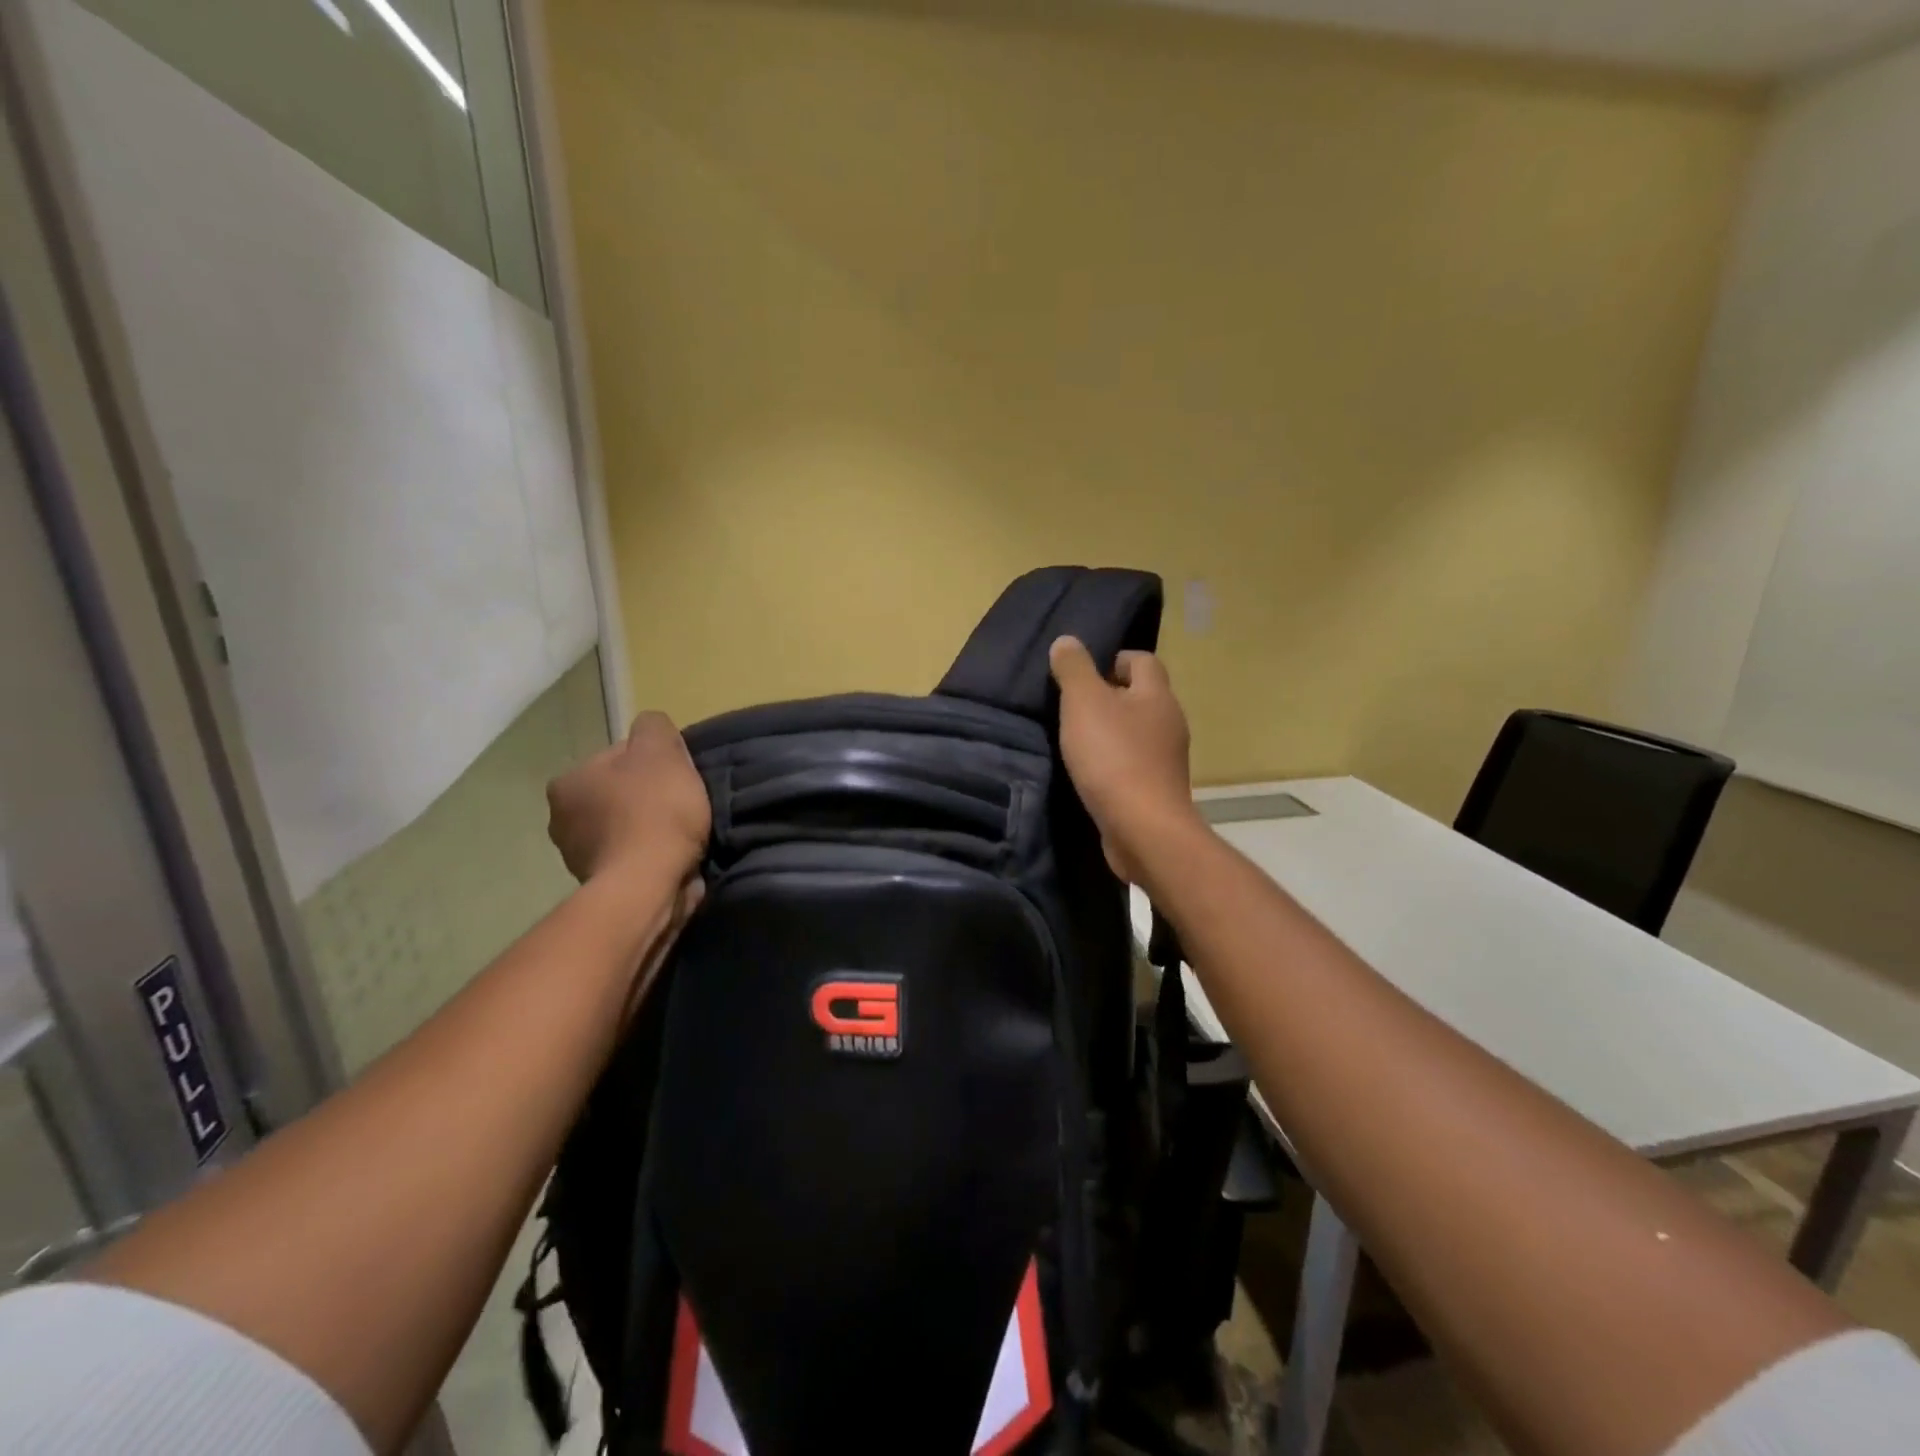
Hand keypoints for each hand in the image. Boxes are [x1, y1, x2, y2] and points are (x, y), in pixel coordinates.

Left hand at [546, 712, 710, 884]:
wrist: (648, 886)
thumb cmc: (653, 812)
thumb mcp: (660, 750)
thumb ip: (653, 727)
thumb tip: (650, 729)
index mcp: (568, 781)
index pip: (619, 757)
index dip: (655, 762)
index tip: (678, 777)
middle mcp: (561, 819)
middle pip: (620, 793)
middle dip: (648, 797)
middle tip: (682, 805)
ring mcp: (577, 857)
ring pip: (625, 827)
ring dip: (649, 830)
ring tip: (681, 836)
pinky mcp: (600, 886)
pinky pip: (631, 858)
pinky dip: (649, 857)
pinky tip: (672, 858)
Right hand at [1048, 637, 1201, 883]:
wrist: (1142, 828)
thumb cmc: (1113, 757)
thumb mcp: (1084, 703)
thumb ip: (1074, 669)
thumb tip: (1067, 641)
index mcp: (1157, 695)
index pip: (1143, 660)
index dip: (1115, 659)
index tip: (1084, 674)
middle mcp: (1170, 722)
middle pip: (1141, 696)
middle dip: (1110, 696)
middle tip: (1073, 706)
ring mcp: (1167, 759)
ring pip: (1137, 732)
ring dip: (1111, 731)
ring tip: (1077, 740)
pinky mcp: (1157, 789)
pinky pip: (1134, 763)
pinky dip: (1114, 762)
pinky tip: (1091, 773)